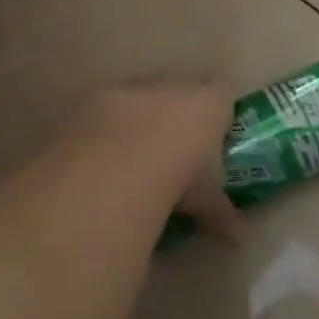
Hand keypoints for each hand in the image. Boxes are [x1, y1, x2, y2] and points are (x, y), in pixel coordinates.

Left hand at [79, 80, 244, 238]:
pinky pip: (98, 110)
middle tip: (170, 146)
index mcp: (206, 103)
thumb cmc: (175, 181)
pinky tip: (94, 158)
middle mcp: (167, 86)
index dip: (220, 107)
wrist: (108, 173)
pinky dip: (99, 130)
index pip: (224, 89)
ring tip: (126, 154)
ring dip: (134, 118)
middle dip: (174, 112)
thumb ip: (219, 210)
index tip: (216, 130)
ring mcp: (124, 89)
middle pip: (177, 88)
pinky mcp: (83, 101)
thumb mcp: (204, 200)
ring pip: (135, 96)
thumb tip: (236, 233)